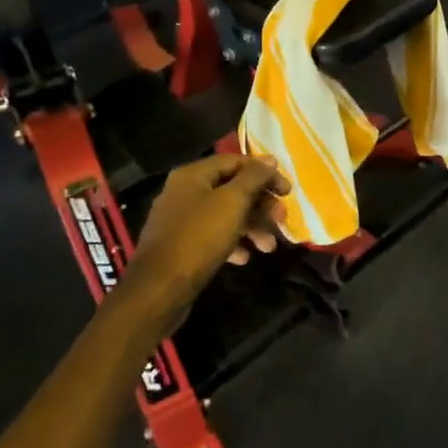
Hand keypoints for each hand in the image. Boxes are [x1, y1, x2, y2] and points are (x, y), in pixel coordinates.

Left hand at [128, 153, 290, 301]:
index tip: (288, 192)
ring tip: (269, 247)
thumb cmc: (199, 237)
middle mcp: (185, 192)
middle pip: (232, 189)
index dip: (265, 173)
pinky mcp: (182, 245)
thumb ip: (253, 178)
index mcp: (193, 175)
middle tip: (282, 220)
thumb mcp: (232, 202)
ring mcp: (181, 219)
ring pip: (225, 214)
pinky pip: (213, 236)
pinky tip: (244, 258)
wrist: (159, 288)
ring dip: (252, 227)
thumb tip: (270, 159)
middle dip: (261, 205)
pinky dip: (233, 243)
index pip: (237, 162)